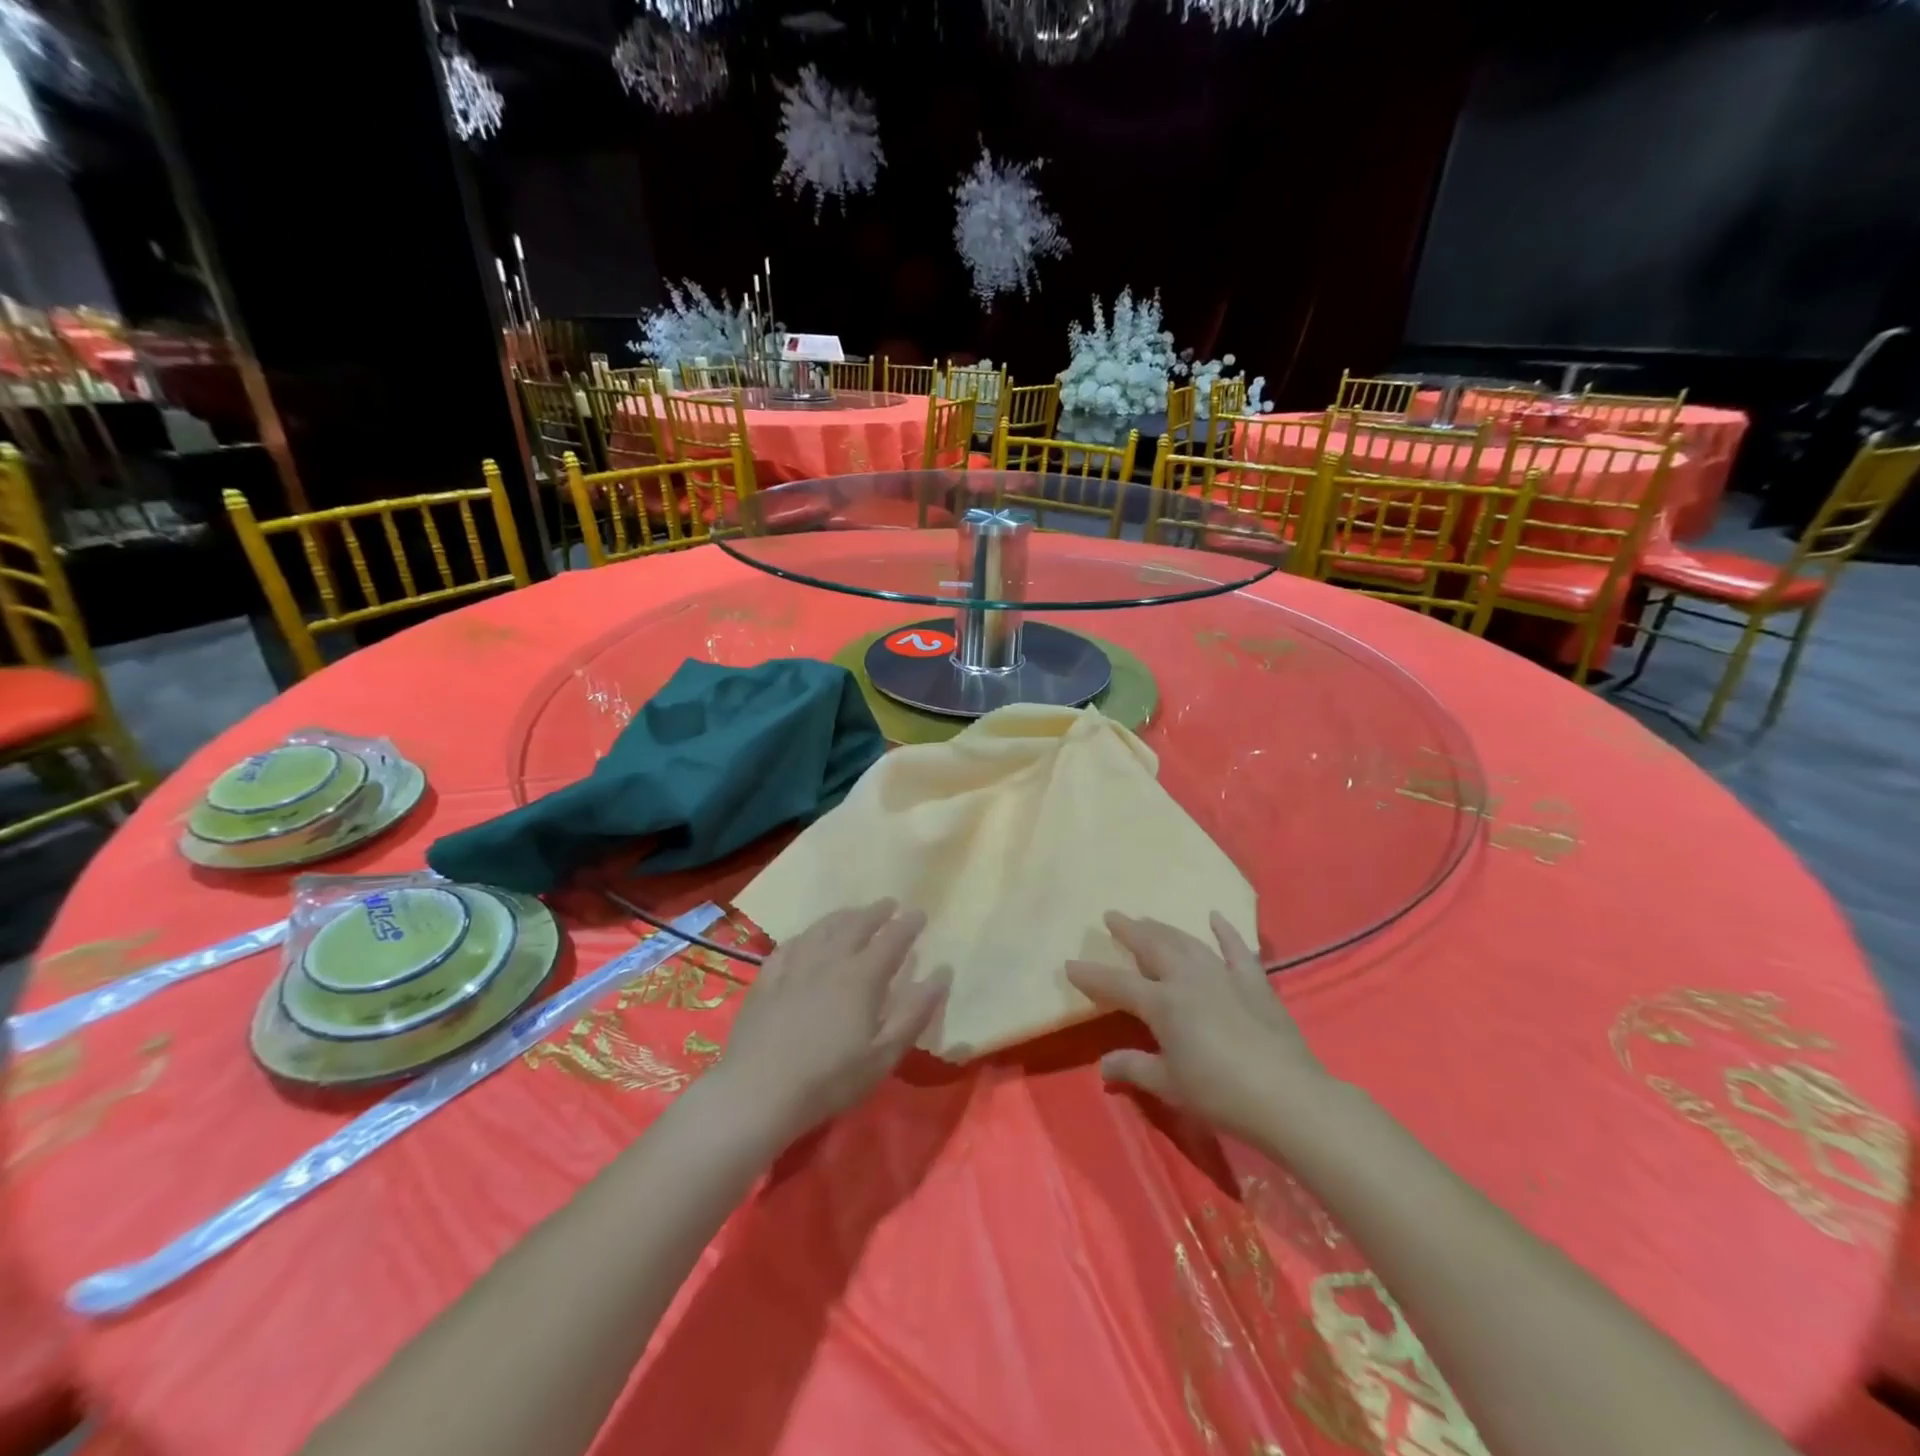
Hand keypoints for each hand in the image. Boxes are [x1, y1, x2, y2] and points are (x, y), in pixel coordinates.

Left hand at [713, 900, 947, 1147]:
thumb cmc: (830, 1078)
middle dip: (876, 912)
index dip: (908, 925)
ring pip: (823, 928)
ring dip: (843, 916)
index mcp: (862, 976)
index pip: (892, 939)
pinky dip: (807, 934)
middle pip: (856, 924)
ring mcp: (794, 965)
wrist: (758, 1091)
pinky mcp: (767, 978)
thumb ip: (915, 1011)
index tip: (920, 913)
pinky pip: (791, 944)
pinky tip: (808, 938)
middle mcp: (830, 959)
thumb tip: (943, 972)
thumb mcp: (884, 1054)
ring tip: (854, 912)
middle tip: (889, 904)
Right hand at [1066, 912, 1330, 1146]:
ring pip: (1187, 942)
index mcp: (1163, 1004)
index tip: (1069, 963)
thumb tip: (1103, 1065)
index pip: (1117, 984)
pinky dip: (1225, 931)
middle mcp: (1188, 979)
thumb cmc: (1220, 1093)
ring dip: (1165, 929)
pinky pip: (1237, 949)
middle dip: (1129, 930)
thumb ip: (1134, 1067)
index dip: (1091, 975)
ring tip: (1148, 920)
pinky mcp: (1254, 983)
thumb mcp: (1170, 1085)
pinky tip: (1215, 916)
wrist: (1286, 1097)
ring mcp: (1223, 976)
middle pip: (1153, 947)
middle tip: (1112, 916)